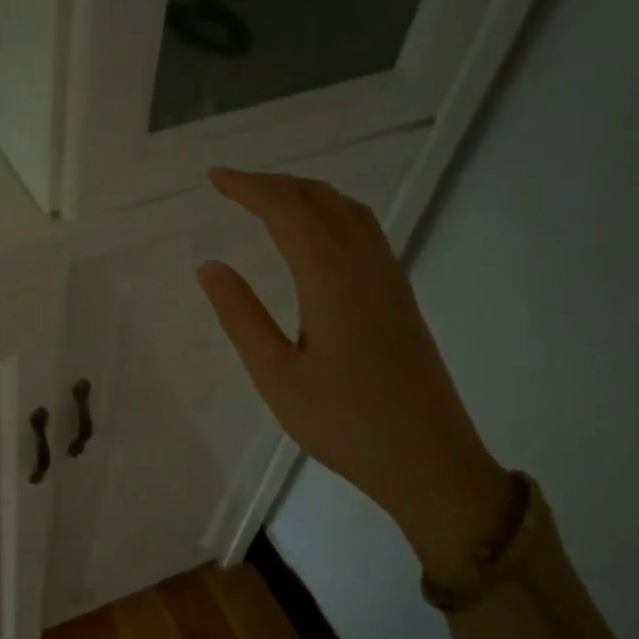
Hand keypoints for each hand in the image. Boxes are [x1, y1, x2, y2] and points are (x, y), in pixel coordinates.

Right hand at [197, 168, 511, 582]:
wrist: (428, 460)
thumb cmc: (343, 423)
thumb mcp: (276, 375)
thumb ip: (241, 316)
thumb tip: (210, 266)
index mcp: (331, 279)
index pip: (287, 211)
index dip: (249, 188)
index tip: (214, 178)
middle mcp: (365, 266)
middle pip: (321, 200)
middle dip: (274, 184)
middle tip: (232, 186)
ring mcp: (389, 279)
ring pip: (348, 211)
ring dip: (305, 195)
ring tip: (268, 200)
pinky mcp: (400, 297)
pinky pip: (363, 232)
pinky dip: (330, 213)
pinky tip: (315, 235)